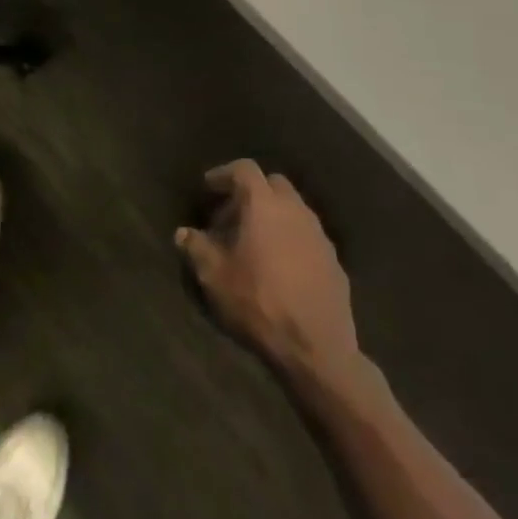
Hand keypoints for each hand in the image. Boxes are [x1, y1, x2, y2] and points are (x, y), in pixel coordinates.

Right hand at [177, 161, 369, 383]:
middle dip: (252, 192)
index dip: (223, 174)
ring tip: (256, 243)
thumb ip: (196, 248)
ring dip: (274, 216)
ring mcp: (319, 234)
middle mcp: (295, 209)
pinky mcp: (335, 261)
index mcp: (264, 204)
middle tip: (233, 215)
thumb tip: (183, 233)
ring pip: (294, 209)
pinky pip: (308, 237)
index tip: (208, 188)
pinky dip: (292, 240)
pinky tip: (281, 267)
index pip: (244, 169)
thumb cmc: (259, 302)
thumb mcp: (214, 276)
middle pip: (273, 184)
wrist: (317, 348)